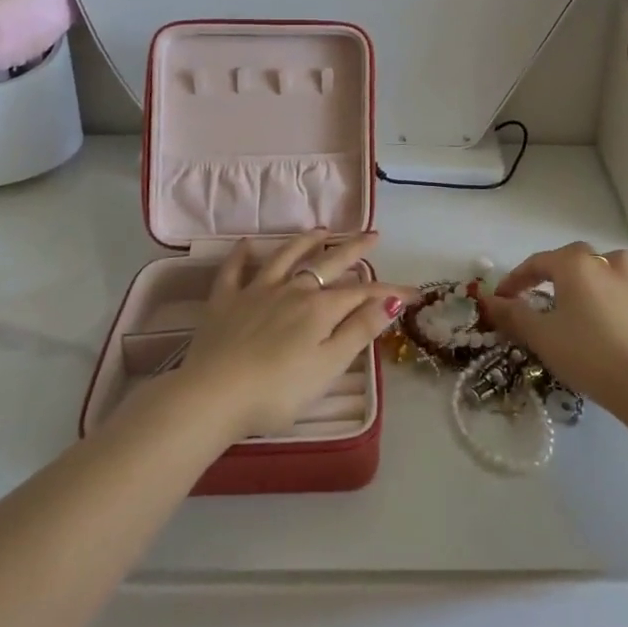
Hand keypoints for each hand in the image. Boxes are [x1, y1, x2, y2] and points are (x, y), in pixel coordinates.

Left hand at [169, 231, 406, 439]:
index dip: (390, 292)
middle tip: (372, 235)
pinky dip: (242, 255)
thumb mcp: (329, 367)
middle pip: (327, 264)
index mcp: (320, 309)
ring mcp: (256, 291)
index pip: (363, 294)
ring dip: (305, 242)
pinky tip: (247, 244)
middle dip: (353, 250)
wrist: (213, 396)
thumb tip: (391, 301)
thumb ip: (359, 331)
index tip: (413, 292)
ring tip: (321, 230)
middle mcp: (292, 290)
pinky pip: (234, 271)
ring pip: (285, 257)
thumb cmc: (278, 391)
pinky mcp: (224, 301)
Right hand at [478, 242, 627, 412]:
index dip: (514, 279)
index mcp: (573, 264)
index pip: (537, 262)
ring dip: (586, 272)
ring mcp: (626, 283)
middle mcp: (601, 264)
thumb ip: (513, 314)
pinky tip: (597, 317)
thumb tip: (490, 300)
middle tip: (532, 294)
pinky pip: (618, 286)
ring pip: (603, 263)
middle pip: (570, 256)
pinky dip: (604, 293)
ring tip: (574, 293)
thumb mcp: (539, 334)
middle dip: (548, 271)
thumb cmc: (583, 351)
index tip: (500, 300)